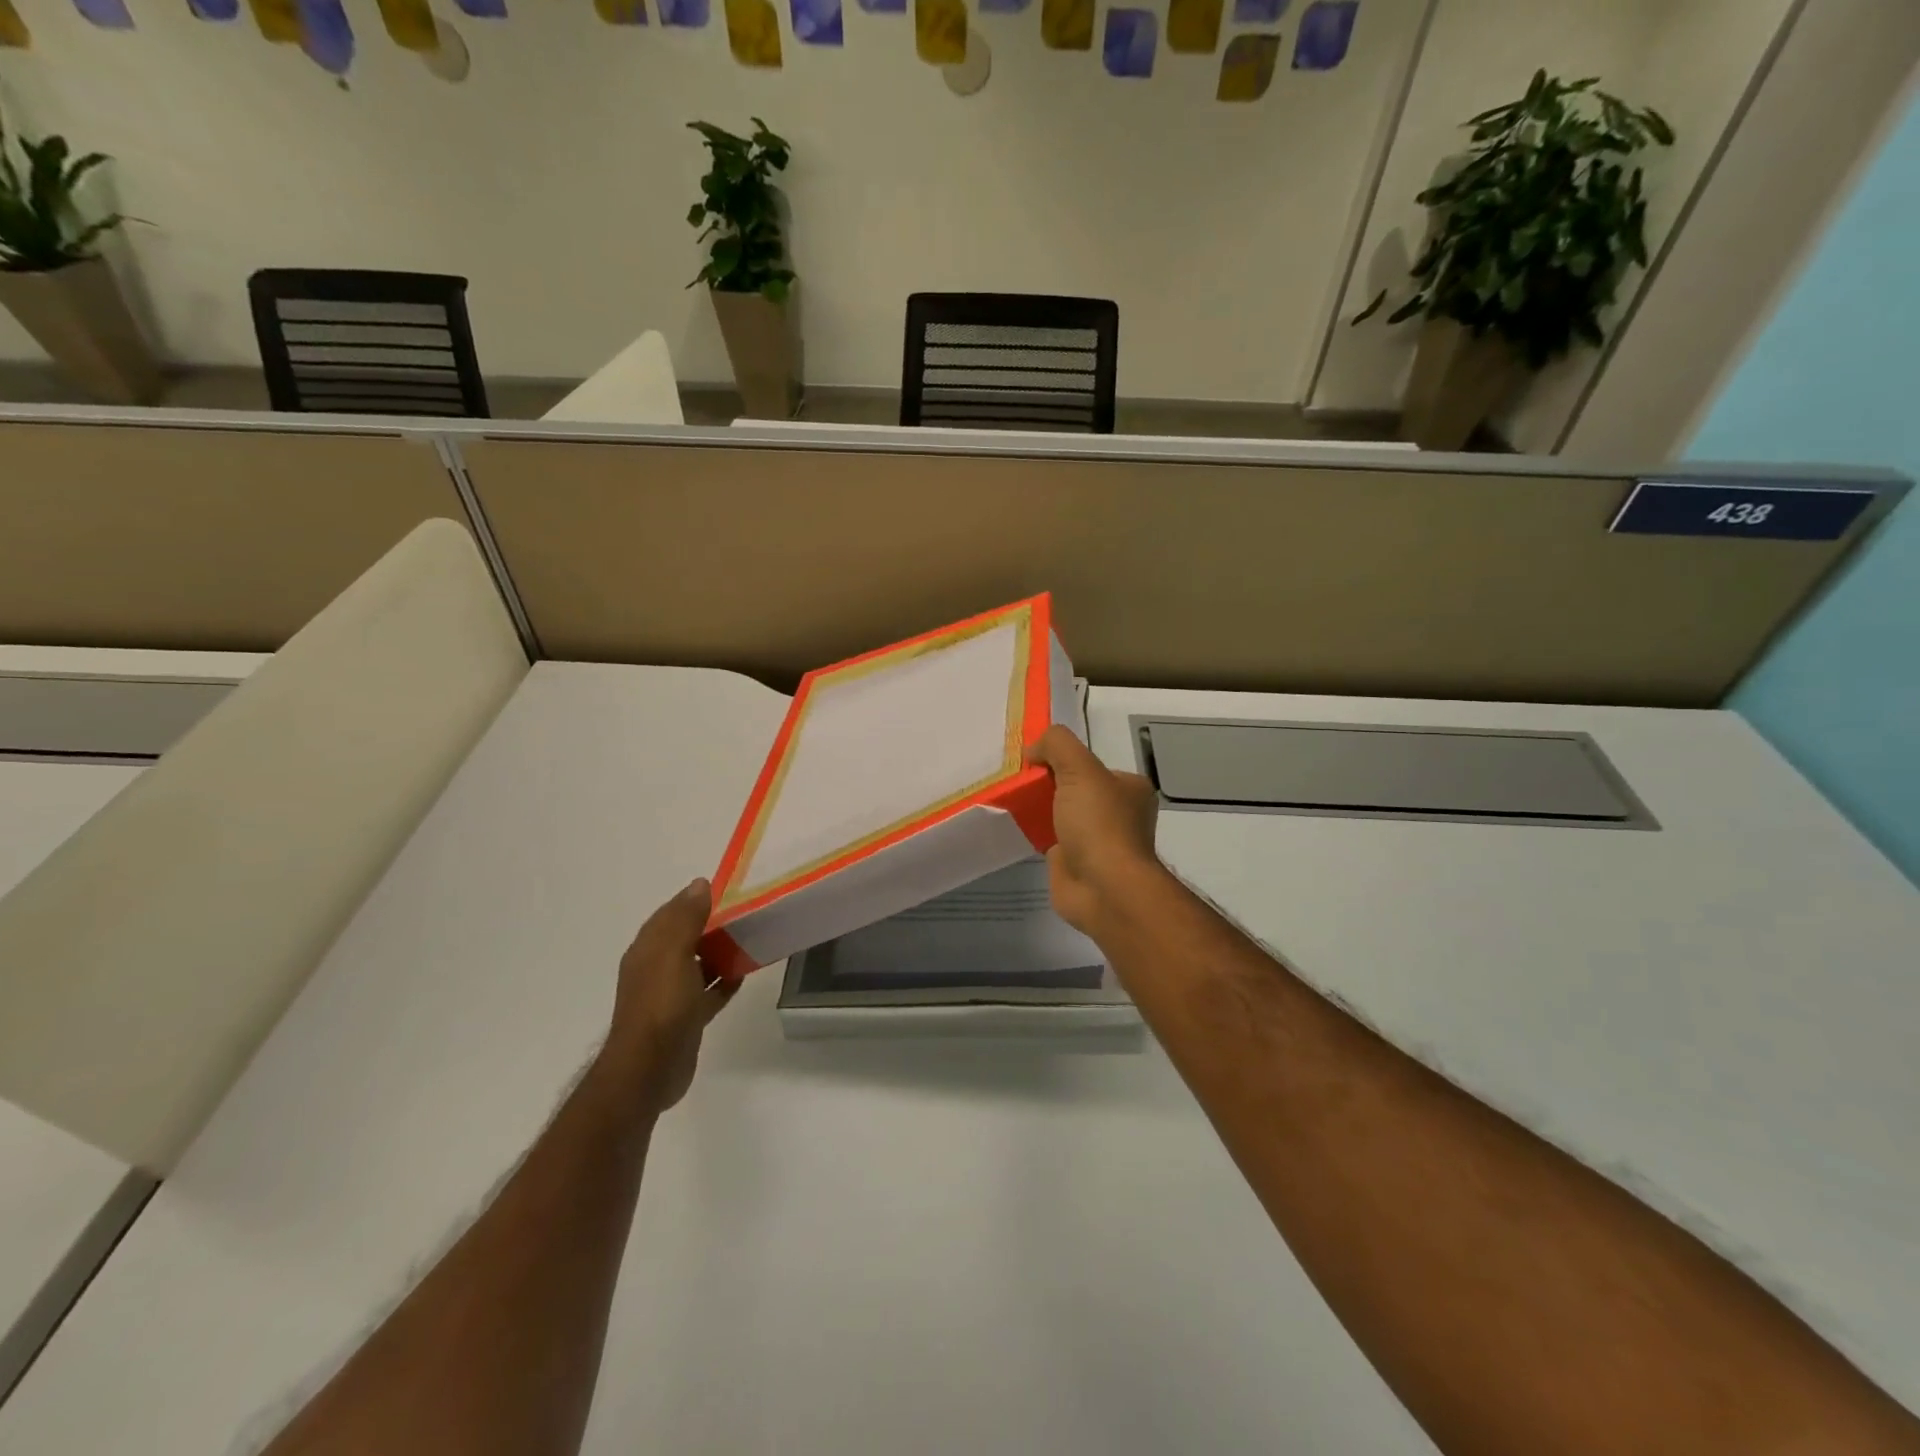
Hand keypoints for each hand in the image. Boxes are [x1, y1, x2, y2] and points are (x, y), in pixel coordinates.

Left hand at [602, 878, 732, 1112]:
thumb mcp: (673, 953)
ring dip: (720, 952)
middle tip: (747, 913)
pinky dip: (724, 981)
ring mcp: (671, 995)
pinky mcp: (687, 1018)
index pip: (671, 914)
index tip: (728, 890)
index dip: (694, 900)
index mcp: (648, 949)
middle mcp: (656, 968)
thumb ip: (686, 918)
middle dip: (711, 925)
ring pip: (699, 964)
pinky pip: (708, 991)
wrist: (650, 1069)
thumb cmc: (661, 1005)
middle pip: (686, 938)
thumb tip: (699, 884)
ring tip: (750, 939)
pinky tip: (743, 974)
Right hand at [1026, 725, 1162, 935]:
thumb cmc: (1099, 824)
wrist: (1103, 888)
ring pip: (1061, 814)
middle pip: (1074, 788)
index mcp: (1130, 789)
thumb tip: (1035, 749)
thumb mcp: (1079, 768)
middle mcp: (1118, 814)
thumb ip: (1057, 745)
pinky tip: (1015, 825)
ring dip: (1039, 808)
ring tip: (1010, 799)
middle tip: (1017, 779)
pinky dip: (1034, 832)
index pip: (1091, 764)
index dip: (1063, 759)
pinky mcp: (1075, 863)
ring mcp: (1097, 841)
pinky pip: (1050, 839)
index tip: (1034, 759)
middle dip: (1047, 783)